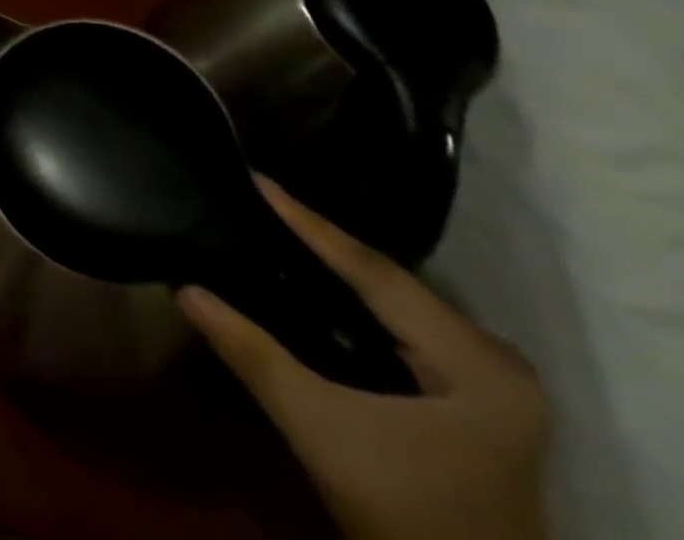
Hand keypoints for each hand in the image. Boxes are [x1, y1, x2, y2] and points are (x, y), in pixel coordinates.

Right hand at [179, 181, 549, 539]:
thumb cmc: (404, 515)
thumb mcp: (320, 431)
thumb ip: (253, 354)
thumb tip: (186, 289)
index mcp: (476, 362)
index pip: (374, 271)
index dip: (308, 223)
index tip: (257, 178)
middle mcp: (497, 358)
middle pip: (389, 281)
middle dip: (320, 240)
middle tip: (258, 198)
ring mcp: (495, 381)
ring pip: (397, 301)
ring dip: (338, 269)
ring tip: (277, 227)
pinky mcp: (482, 398)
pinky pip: (407, 325)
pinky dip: (359, 302)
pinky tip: (318, 285)